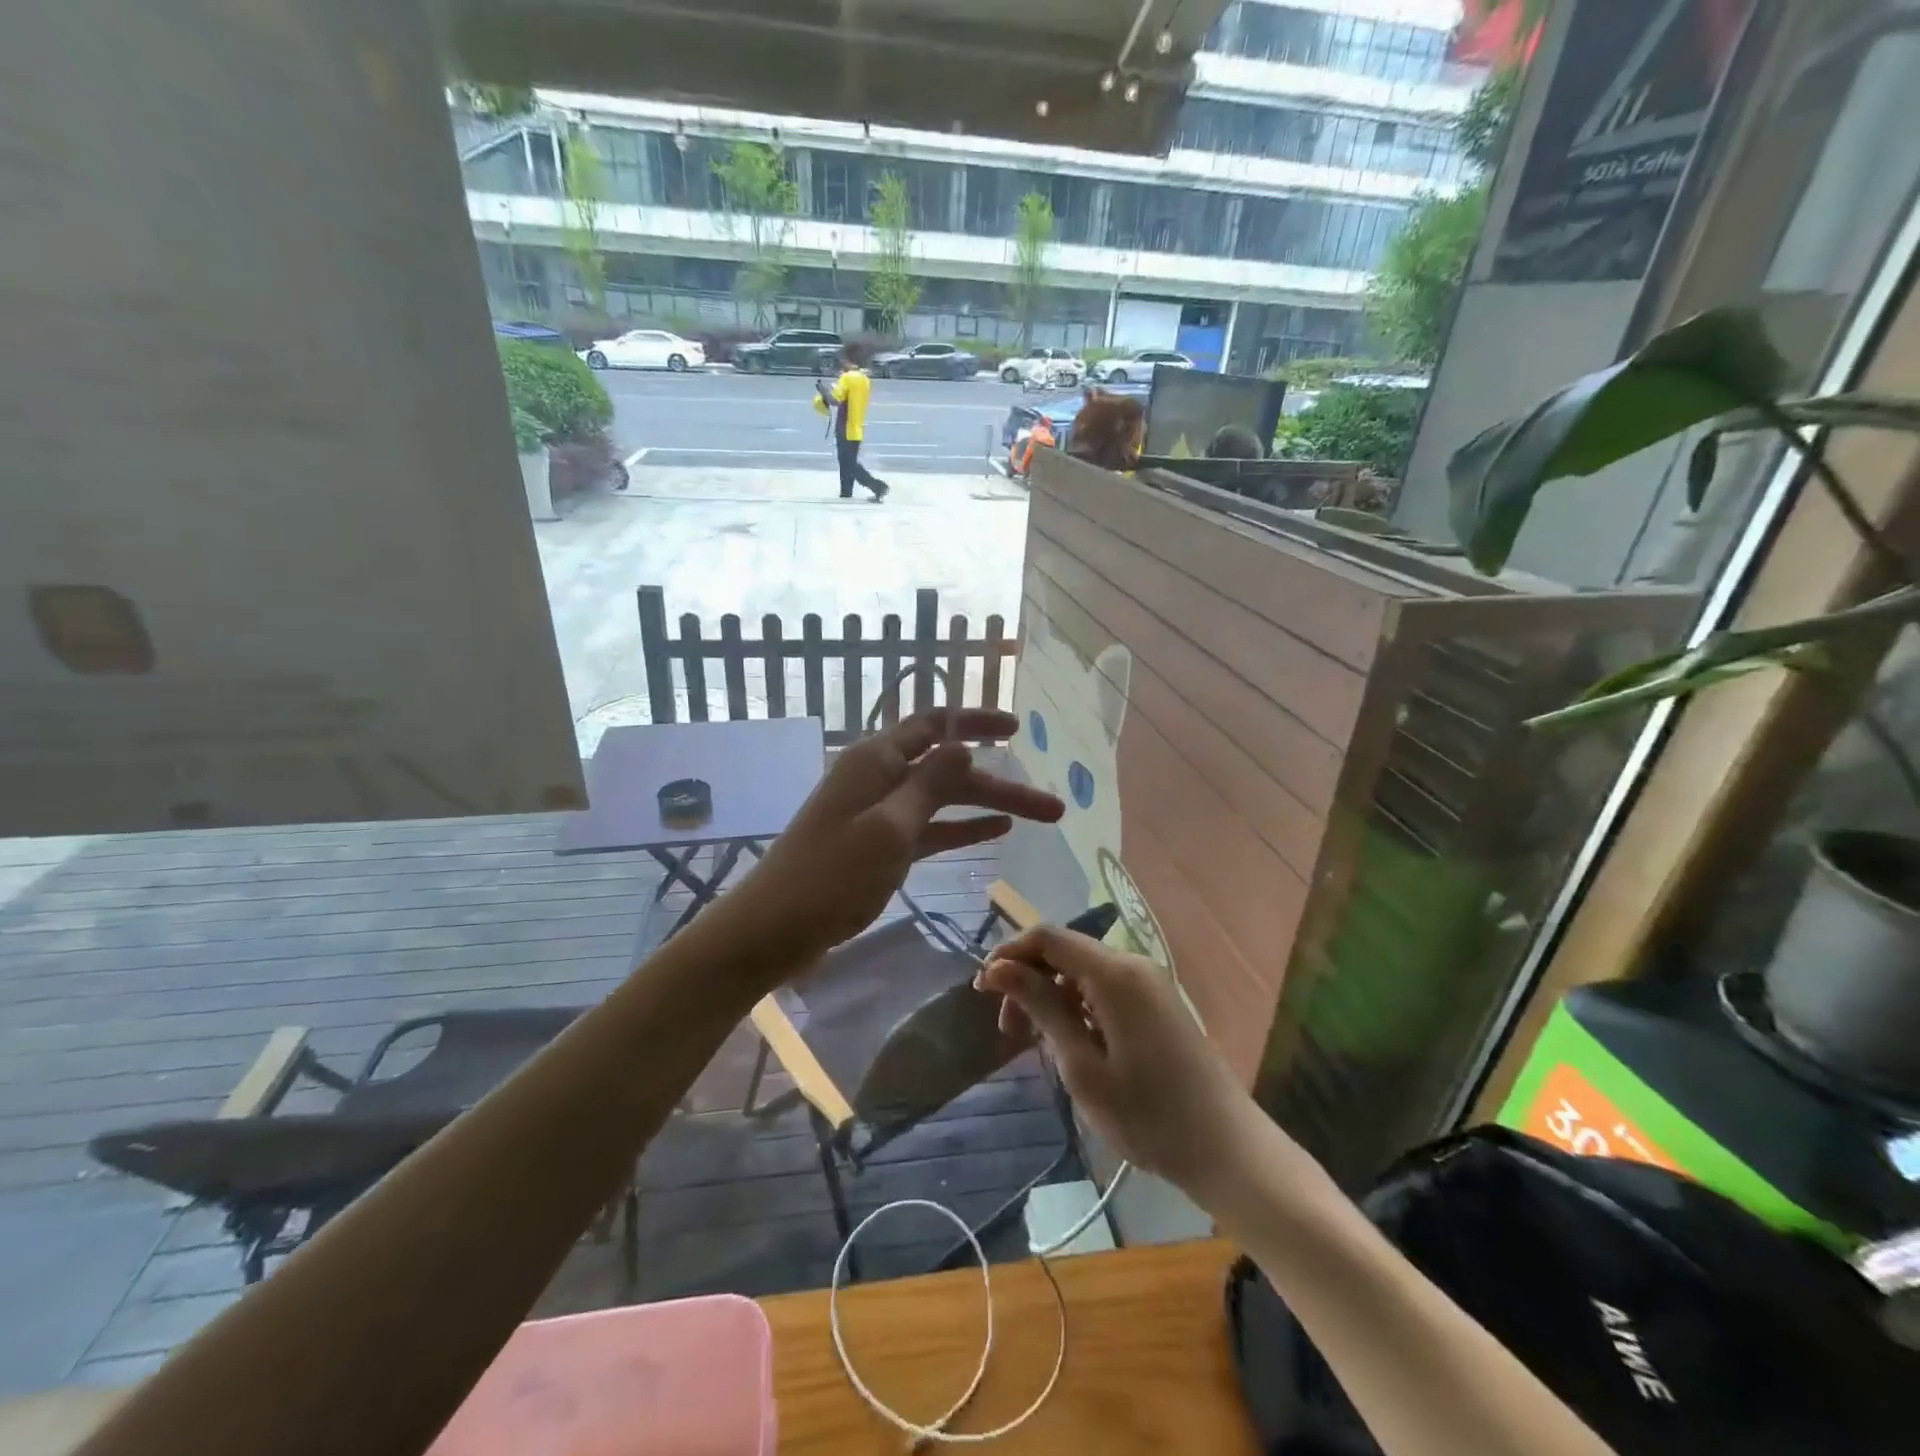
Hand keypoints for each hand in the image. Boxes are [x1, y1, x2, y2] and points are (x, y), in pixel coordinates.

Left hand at [731, 709, 1062, 970]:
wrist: (773, 929)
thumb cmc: (830, 876)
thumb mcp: (888, 827)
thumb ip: (929, 783)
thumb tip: (964, 744)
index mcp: (877, 759)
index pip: (936, 724)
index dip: (977, 722)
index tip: (1017, 730)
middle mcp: (880, 777)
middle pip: (949, 769)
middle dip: (1000, 782)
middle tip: (1053, 806)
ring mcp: (879, 812)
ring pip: (944, 800)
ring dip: (988, 807)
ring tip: (1039, 818)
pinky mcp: (879, 845)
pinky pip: (929, 828)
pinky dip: (961, 828)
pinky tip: (995, 832)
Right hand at [978, 927, 1258, 1195]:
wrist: (1227, 1150)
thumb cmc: (1148, 1114)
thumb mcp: (1082, 1065)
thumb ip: (1041, 1008)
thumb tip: (998, 968)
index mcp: (1115, 973)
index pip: (1048, 937)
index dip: (1009, 954)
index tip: (982, 990)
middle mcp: (1132, 965)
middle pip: (1065, 952)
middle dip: (1028, 980)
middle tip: (1006, 1029)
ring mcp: (1149, 983)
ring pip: (1083, 972)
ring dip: (1050, 996)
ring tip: (1032, 1042)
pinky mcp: (1157, 1004)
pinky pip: (1104, 989)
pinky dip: (1076, 1006)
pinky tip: (1068, 1043)